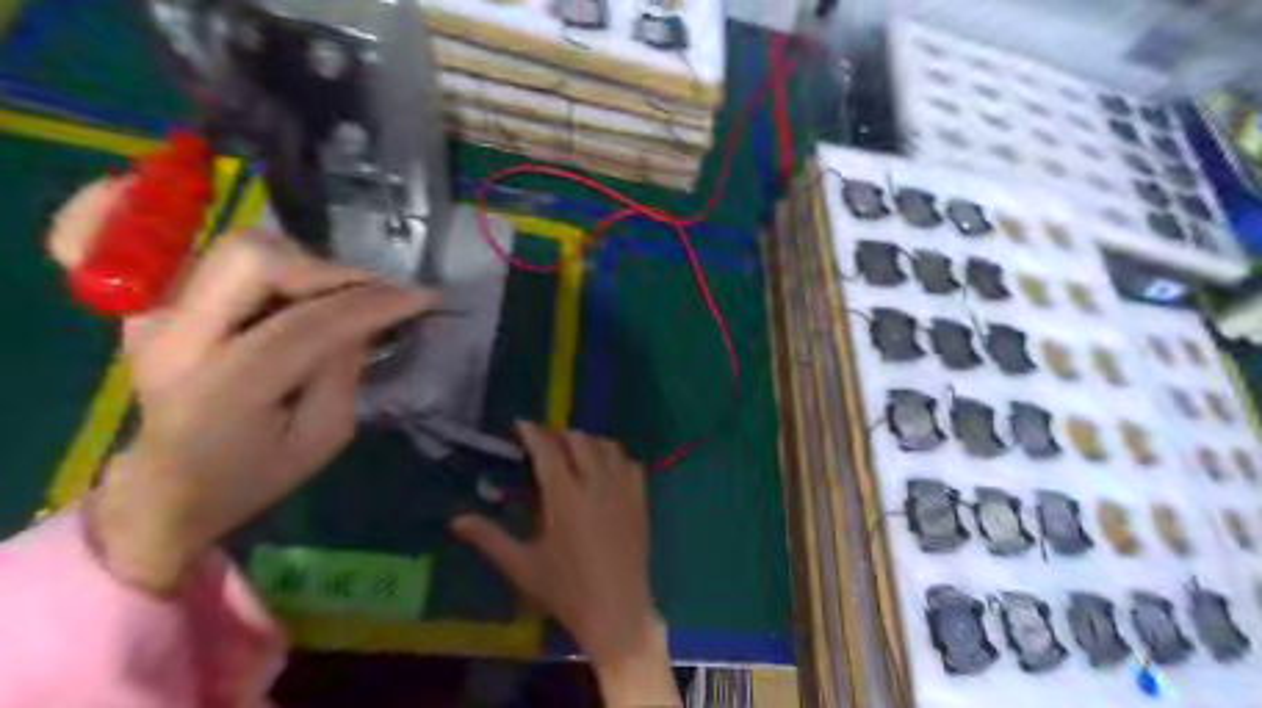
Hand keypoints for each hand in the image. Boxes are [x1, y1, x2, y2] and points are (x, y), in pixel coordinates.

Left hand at [46, 176, 439, 597]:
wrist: (171, 487)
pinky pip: (184, 249)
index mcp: (225, 390)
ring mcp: (153, 316)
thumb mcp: (324, 437)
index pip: (308, 325)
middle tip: (372, 291)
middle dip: (329, 269)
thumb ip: (346, 371)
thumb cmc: (257, 473)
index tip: (424, 297)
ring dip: (301, 260)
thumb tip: (365, 319)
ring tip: (335, 291)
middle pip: (253, 259)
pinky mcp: (150, 306)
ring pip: (233, 246)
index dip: (373, 304)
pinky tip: (251, 250)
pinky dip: (226, 243)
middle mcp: (176, 340)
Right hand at [454, 423, 681, 705]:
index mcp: (564, 496)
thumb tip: (456, 520)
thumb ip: (489, 538)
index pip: (547, 450)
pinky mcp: (640, 499)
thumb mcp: (522, 566)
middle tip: (545, 444)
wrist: (617, 610)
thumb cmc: (565, 590)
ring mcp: (622, 489)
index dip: (533, 432)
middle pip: (579, 440)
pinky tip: (606, 468)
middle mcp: (595, 483)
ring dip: (588, 442)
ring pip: (607, 446)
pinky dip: (615, 456)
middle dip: (559, 435)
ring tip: (574, 452)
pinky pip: (631, 463)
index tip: (521, 425)